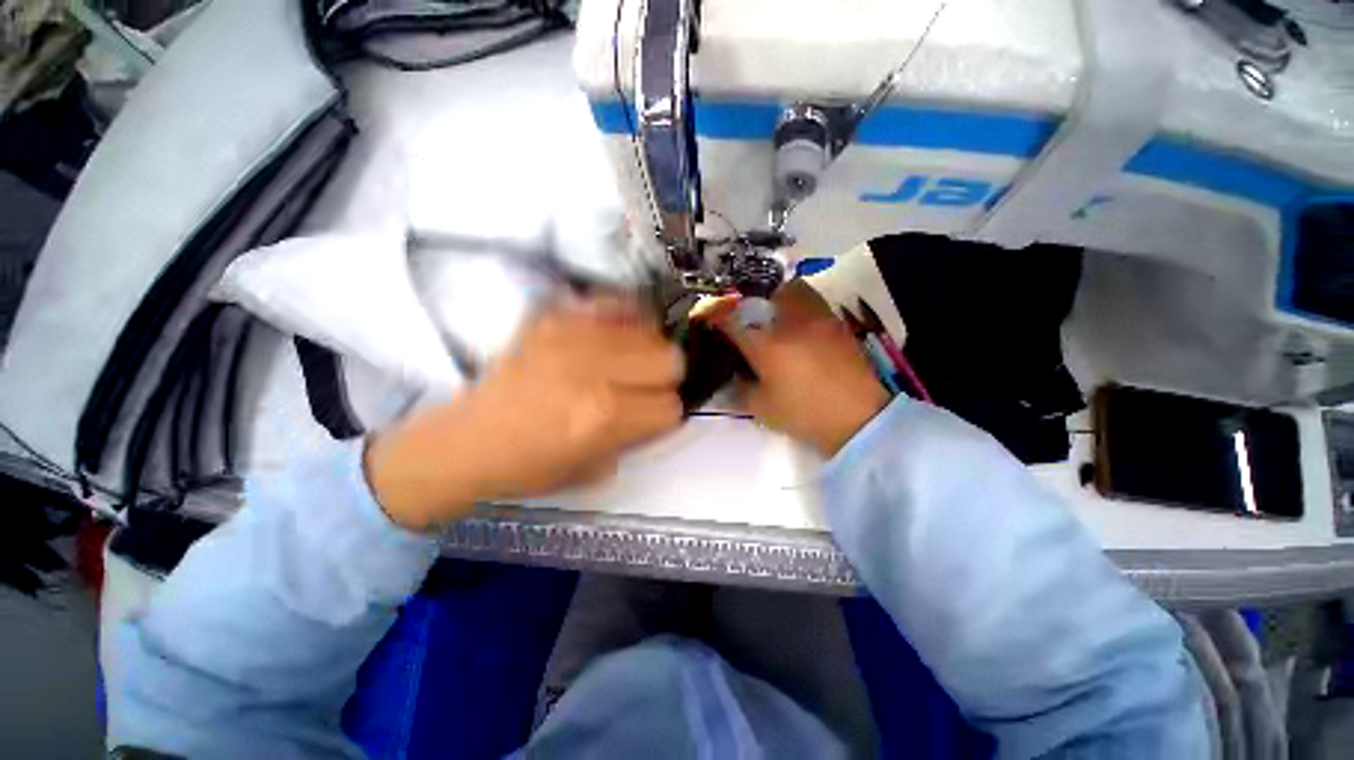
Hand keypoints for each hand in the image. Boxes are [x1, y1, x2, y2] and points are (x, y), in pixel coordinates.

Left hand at [366, 296, 684, 530]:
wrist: (466, 441)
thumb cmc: (528, 467)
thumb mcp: (593, 471)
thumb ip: (636, 439)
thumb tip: (662, 410)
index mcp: (604, 417)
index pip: (671, 406)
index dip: (666, 415)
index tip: (653, 417)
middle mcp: (594, 371)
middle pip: (670, 359)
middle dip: (664, 380)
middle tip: (643, 388)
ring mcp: (573, 336)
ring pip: (650, 330)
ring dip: (647, 352)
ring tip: (627, 364)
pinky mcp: (555, 317)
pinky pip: (615, 304)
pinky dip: (625, 320)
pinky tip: (614, 338)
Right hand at [715, 281, 889, 456]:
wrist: (860, 419)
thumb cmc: (805, 415)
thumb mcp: (762, 408)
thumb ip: (741, 388)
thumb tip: (735, 375)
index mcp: (766, 344)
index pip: (732, 319)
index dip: (717, 315)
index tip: (709, 317)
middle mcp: (790, 322)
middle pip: (765, 292)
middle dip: (752, 300)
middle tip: (749, 317)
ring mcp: (818, 319)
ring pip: (795, 290)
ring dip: (779, 299)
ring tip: (777, 319)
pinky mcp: (838, 325)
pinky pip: (814, 304)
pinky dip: (801, 309)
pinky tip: (802, 331)